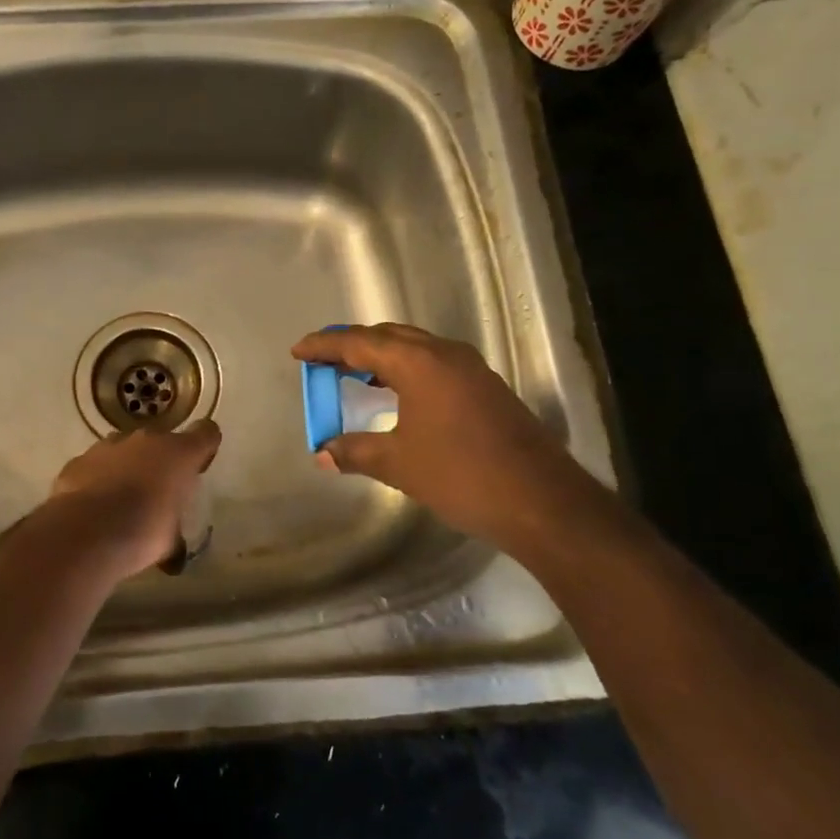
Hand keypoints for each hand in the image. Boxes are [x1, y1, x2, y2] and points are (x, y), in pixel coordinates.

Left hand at [49, 420, 221, 576]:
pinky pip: (95, 465)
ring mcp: (109, 445)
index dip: (205, 446)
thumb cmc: (143, 532)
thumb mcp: (170, 541)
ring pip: (125, 449)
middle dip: (161, 461)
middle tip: (158, 491)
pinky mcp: (80, 459)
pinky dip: (97, 478)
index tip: (199, 465)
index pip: (206, 433)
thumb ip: (174, 535)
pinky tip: (94, 505)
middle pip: (161, 441)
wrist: (87, 531)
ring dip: (128, 467)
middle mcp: (147, 440)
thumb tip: (175, 556)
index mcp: (179, 454)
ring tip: (122, 500)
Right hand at [291, 324, 615, 557]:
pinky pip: (433, 363)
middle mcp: (444, 353)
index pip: (359, 343)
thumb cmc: (461, 476)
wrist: (541, 502)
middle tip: (323, 360)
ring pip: (414, 347)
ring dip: (381, 356)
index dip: (324, 346)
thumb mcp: (399, 464)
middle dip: (352, 345)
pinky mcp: (485, 387)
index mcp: (418, 362)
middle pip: (388, 336)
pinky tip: (397, 394)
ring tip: (354, 374)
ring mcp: (470, 368)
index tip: (298, 351)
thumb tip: (322, 453)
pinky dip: (405, 369)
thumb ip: (355, 451)